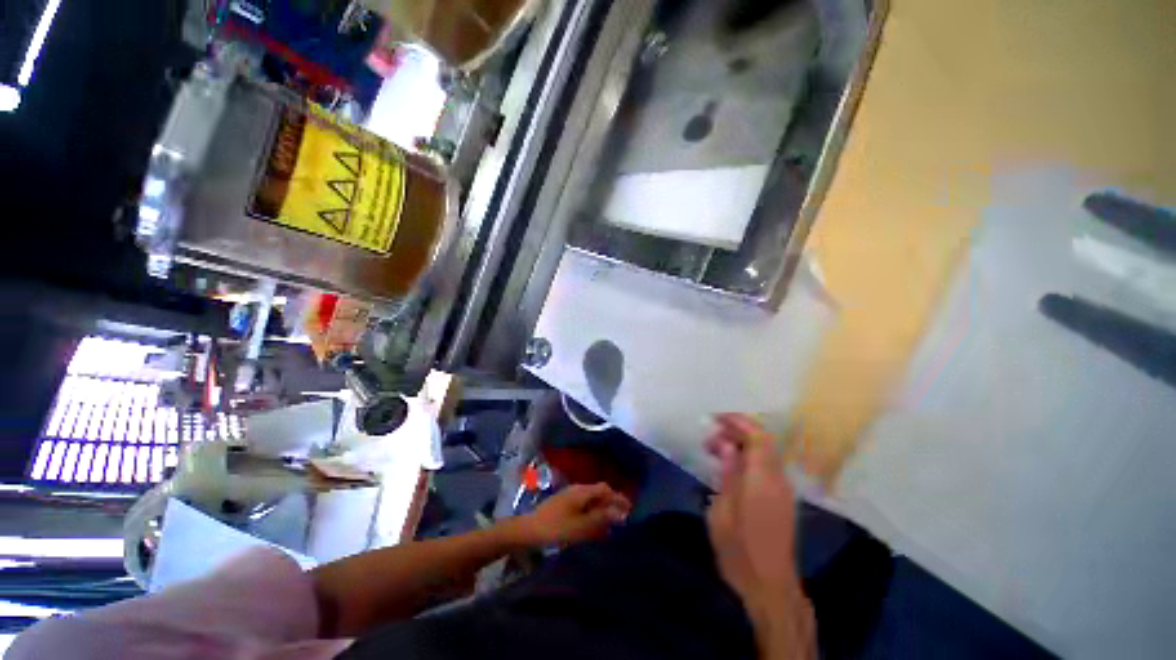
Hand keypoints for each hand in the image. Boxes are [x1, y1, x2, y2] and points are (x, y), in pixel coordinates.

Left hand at [515, 483, 630, 546]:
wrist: (527, 531)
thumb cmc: (556, 528)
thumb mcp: (581, 526)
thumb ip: (602, 517)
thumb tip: (622, 512)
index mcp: (582, 491)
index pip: (606, 489)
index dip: (619, 498)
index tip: (631, 510)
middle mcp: (577, 489)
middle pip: (599, 493)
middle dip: (611, 504)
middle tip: (623, 520)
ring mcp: (569, 496)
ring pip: (591, 500)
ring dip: (602, 510)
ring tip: (610, 525)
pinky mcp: (563, 505)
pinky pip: (583, 506)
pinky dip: (592, 514)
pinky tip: (593, 527)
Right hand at [706, 414, 813, 658]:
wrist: (769, 586)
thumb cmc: (739, 549)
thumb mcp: (723, 509)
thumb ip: (728, 472)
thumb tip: (726, 444)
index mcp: (763, 479)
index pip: (758, 436)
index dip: (738, 421)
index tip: (715, 418)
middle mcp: (778, 479)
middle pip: (763, 441)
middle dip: (736, 432)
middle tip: (709, 439)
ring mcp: (784, 490)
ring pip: (765, 453)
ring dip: (741, 445)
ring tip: (714, 452)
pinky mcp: (783, 501)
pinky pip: (766, 467)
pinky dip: (749, 459)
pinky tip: (730, 469)